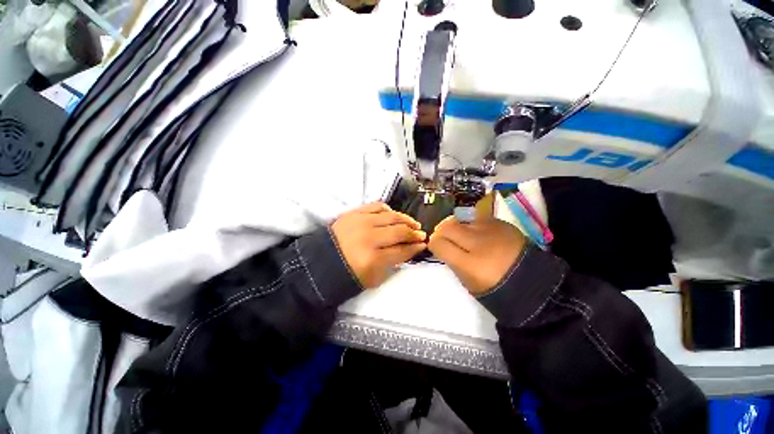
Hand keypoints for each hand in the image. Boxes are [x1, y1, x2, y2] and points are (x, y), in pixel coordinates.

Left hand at [331, 202, 425, 288]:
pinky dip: (388, 210)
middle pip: (399, 232)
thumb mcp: (373, 279)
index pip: (401, 251)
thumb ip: (392, 264)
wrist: (320, 262)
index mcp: (372, 259)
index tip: (423, 245)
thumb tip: (408, 250)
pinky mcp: (354, 213)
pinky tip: (393, 216)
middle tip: (421, 234)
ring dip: (406, 220)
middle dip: (414, 234)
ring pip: (392, 217)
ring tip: (413, 224)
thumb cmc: (347, 274)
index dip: (415, 248)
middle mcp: (369, 238)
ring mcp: (361, 222)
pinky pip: (377, 206)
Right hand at [428, 216, 526, 295]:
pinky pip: (476, 217)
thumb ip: (452, 262)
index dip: (434, 244)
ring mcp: (491, 230)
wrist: (532, 282)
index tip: (436, 247)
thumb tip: (443, 246)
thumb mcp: (468, 282)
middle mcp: (479, 243)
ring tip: (458, 233)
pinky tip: (475, 231)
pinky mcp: (501, 223)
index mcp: (470, 264)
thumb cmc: (496, 288)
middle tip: (444, 238)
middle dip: (441, 232)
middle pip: (447, 227)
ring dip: (455, 225)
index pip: (439, 243)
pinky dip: (470, 223)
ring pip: (460, 218)